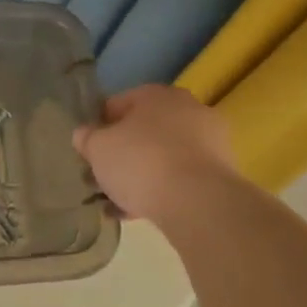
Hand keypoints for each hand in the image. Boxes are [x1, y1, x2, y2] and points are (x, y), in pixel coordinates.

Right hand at [72, 84, 237, 225]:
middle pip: (142, 131)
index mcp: (156, 95)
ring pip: (161, 156)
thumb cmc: (140, 162)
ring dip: (139, 175)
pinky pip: (179, 177)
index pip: (116, 105)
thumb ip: (86, 138)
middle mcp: (187, 109)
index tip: (88, 151)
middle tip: (101, 177)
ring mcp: (209, 141)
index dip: (97, 128)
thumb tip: (85, 134)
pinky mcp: (221, 172)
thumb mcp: (97, 148)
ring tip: (116, 203)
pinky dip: (160, 190)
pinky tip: (138, 212)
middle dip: (120, 154)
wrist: (198, 202)